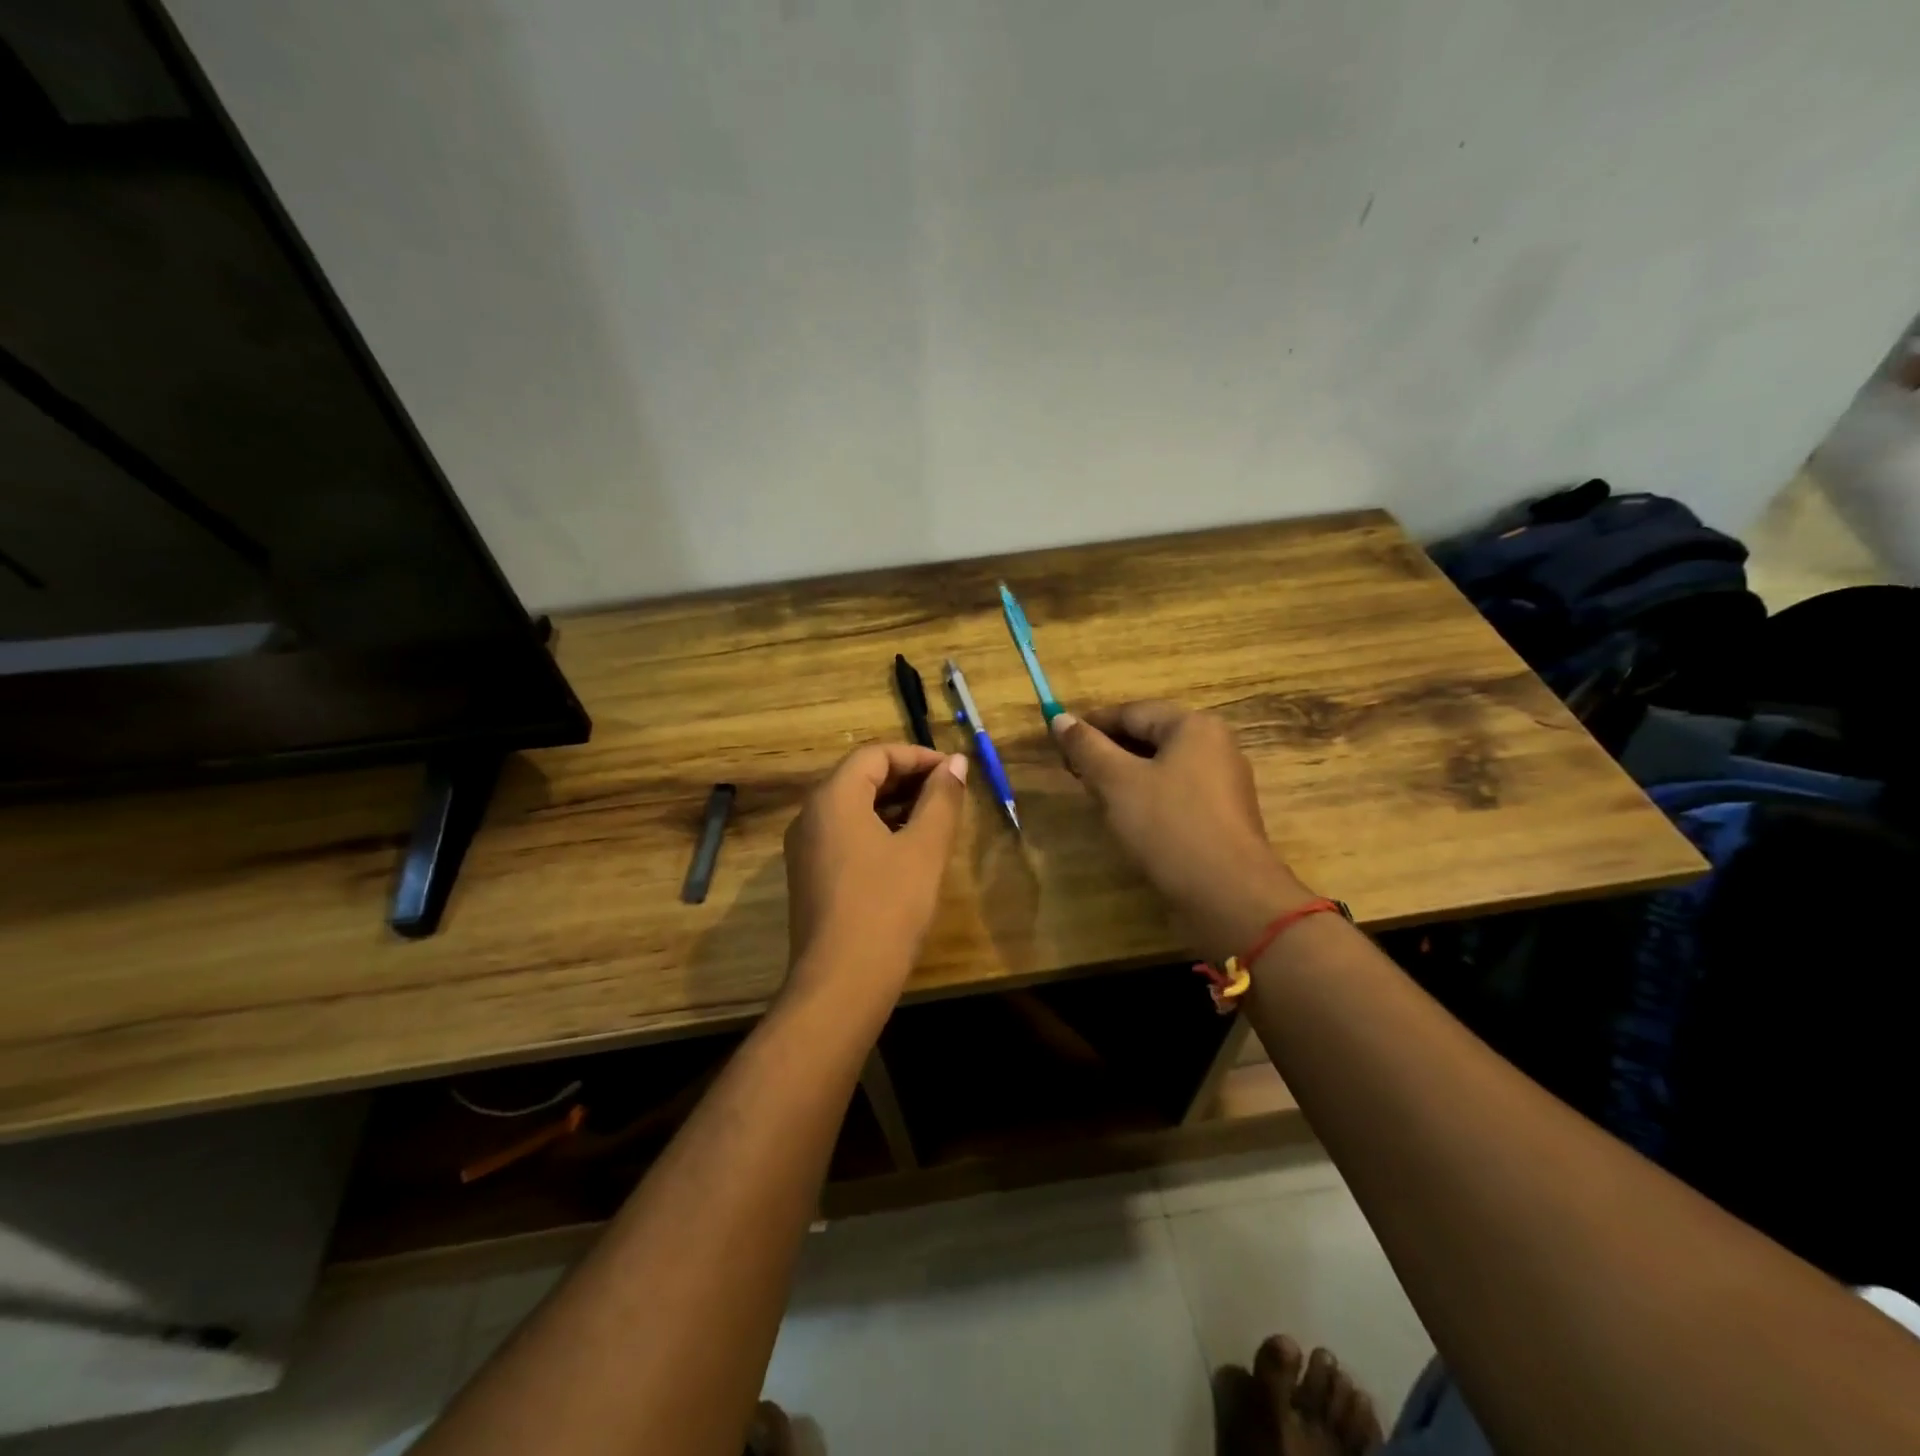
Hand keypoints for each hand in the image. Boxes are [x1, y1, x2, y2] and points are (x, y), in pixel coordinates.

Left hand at [782, 744, 969, 1010]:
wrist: (842, 982)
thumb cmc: (888, 907)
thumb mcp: (924, 849)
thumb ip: (942, 800)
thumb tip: (956, 763)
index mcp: (833, 798)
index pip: (875, 755)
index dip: (917, 756)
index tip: (954, 772)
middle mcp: (811, 815)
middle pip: (861, 777)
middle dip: (907, 779)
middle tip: (949, 793)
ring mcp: (805, 848)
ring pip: (853, 807)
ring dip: (894, 805)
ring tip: (935, 819)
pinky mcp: (810, 875)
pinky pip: (845, 834)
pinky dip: (877, 829)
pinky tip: (907, 849)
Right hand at [1052, 702, 1312, 962]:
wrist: (1228, 895)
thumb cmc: (1169, 826)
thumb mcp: (1117, 782)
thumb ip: (1087, 747)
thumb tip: (1060, 718)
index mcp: (1193, 726)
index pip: (1132, 712)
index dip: (1091, 724)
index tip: (1058, 741)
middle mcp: (1214, 745)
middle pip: (1150, 736)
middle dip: (1108, 751)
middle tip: (1073, 772)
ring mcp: (1223, 782)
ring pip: (1162, 767)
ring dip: (1125, 776)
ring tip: (1094, 795)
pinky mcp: (1222, 816)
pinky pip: (1177, 792)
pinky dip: (1148, 797)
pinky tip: (1128, 819)